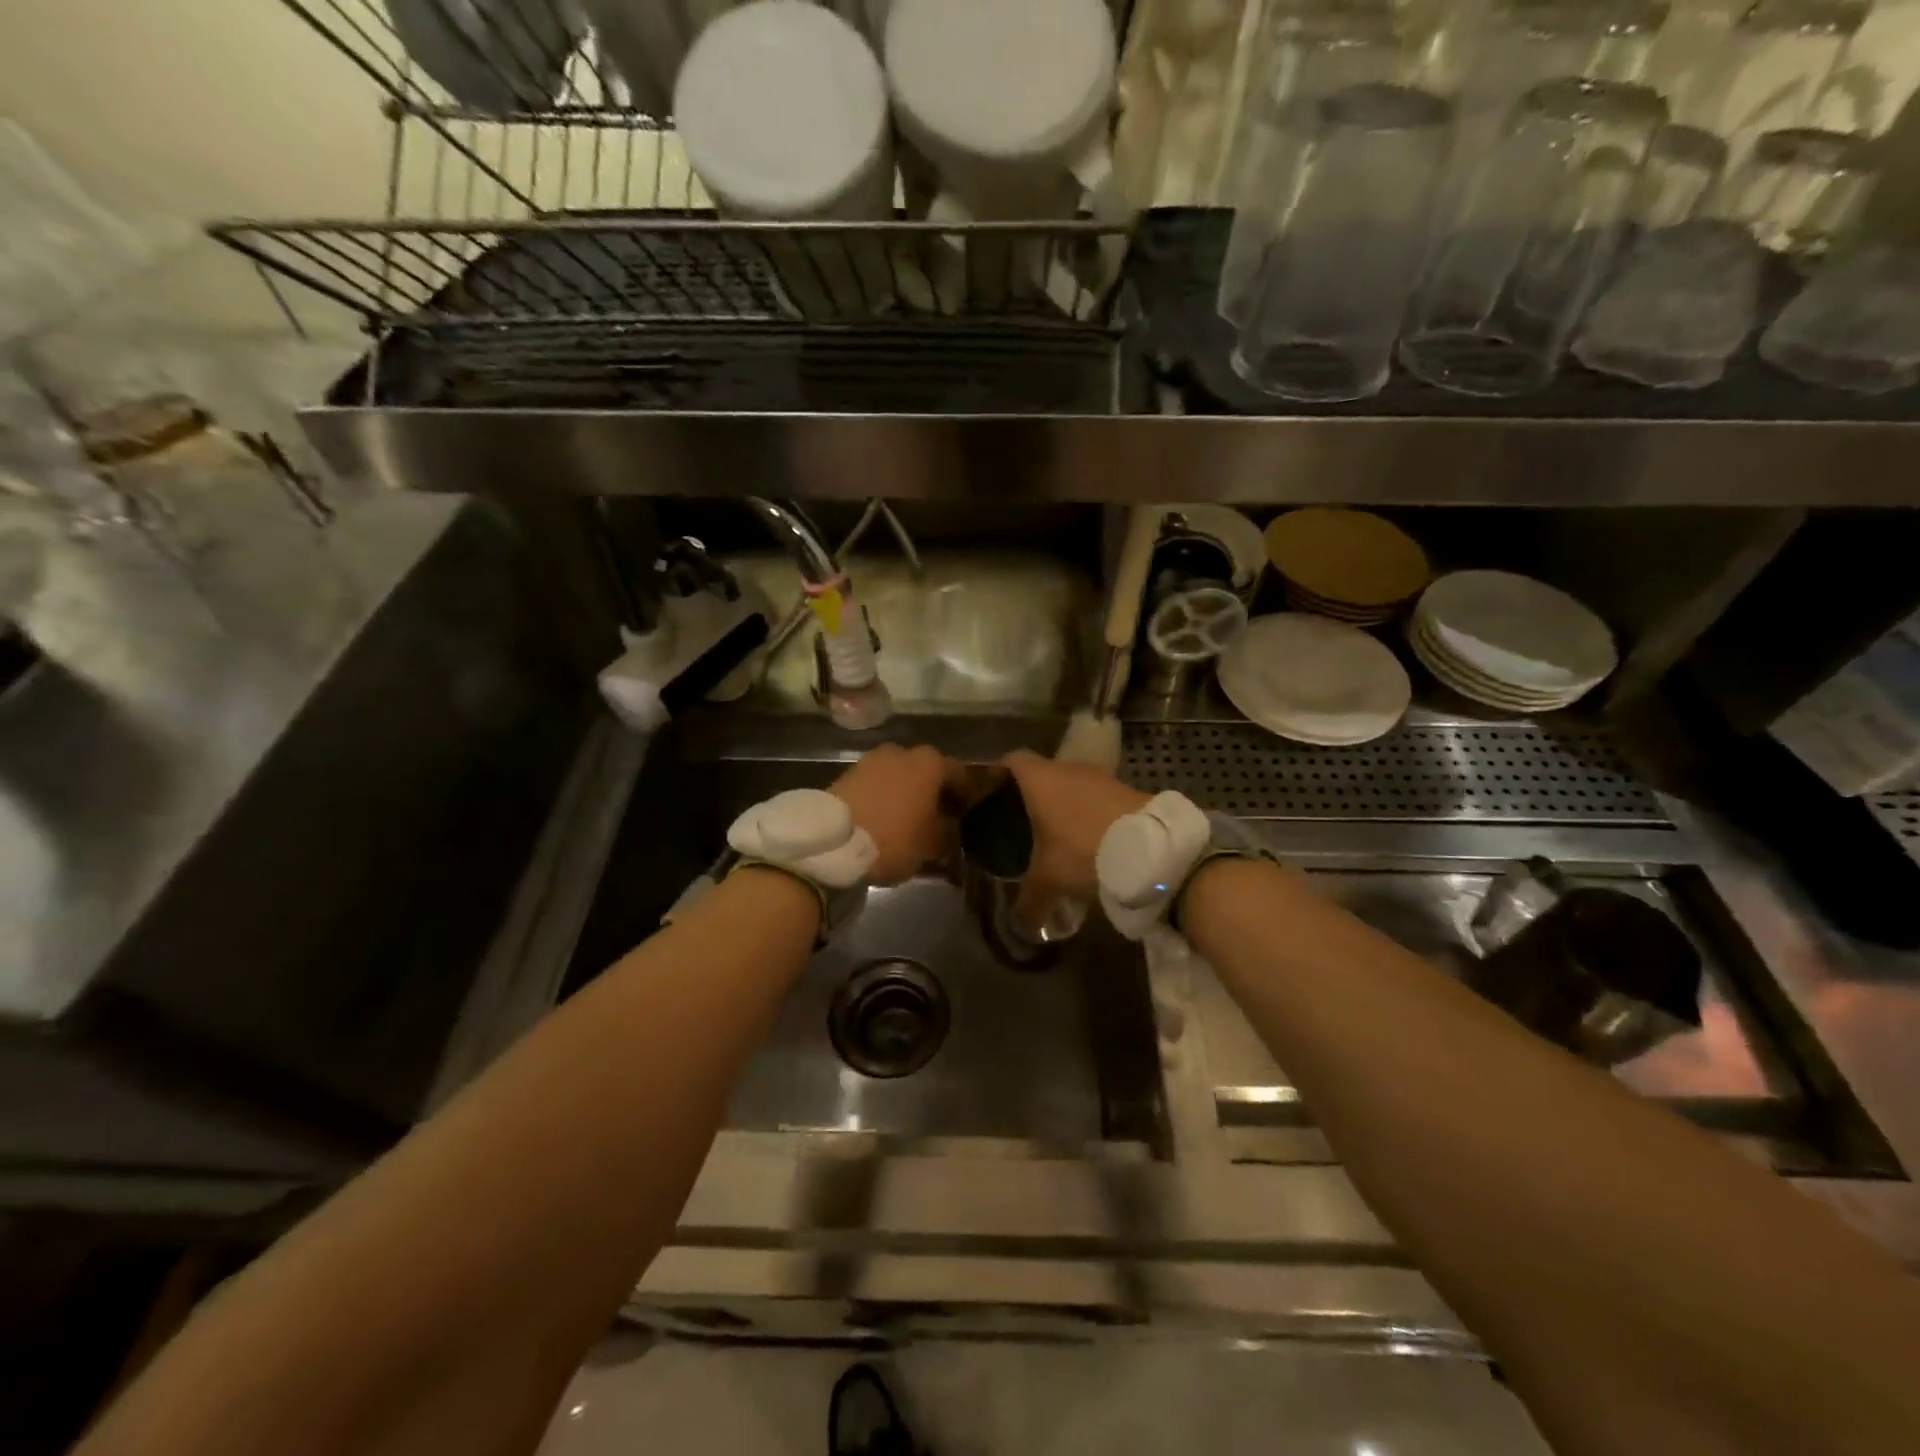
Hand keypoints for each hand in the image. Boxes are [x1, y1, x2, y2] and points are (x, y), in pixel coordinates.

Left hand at [830, 744, 954, 884]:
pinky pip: (876, 784)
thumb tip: (948, 826)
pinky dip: (883, 797)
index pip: (960, 774)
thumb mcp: (932, 844)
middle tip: (937, 818)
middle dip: (932, 792)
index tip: (967, 815)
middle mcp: (903, 752)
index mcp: (931, 763)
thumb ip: (947, 831)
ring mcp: (872, 760)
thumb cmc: (894, 838)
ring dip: (906, 794)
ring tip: (907, 821)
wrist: (834, 842)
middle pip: (926, 772)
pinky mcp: (847, 774)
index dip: (966, 796)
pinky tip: (883, 819)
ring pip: (899, 776)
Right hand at [1002, 751, 1148, 907]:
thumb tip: (1016, 926)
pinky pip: (1096, 798)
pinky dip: (1089, 813)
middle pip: (1042, 774)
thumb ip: (1028, 901)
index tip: (989, 795)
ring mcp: (1100, 777)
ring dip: (1064, 805)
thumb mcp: (1049, 881)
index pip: (1010, 760)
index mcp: (1040, 779)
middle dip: (1031, 796)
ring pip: (1072, 786)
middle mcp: (1068, 769)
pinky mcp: (1126, 790)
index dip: (998, 774)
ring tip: (1056, 836)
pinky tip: (1088, 840)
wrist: (1153, 849)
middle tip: (1019, 824)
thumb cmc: (1083, 851)